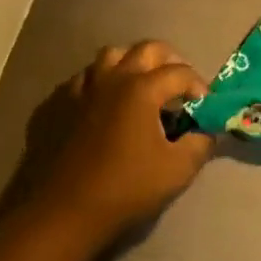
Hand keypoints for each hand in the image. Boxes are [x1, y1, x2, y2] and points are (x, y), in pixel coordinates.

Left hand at [28, 41, 214, 246]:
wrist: (60, 211)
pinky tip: (101, 107)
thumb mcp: (176, 171)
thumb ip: (199, 144)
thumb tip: (204, 130)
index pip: (180, 72)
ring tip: (139, 86)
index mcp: (141, 88)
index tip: (203, 104)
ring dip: (130, 64)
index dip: (197, 85)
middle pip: (145, 49)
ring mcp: (79, 86)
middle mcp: (111, 76)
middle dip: (168, 60)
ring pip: (109, 57)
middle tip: (176, 84)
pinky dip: (99, 84)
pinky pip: (82, 80)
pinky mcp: (55, 102)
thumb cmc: (124, 189)